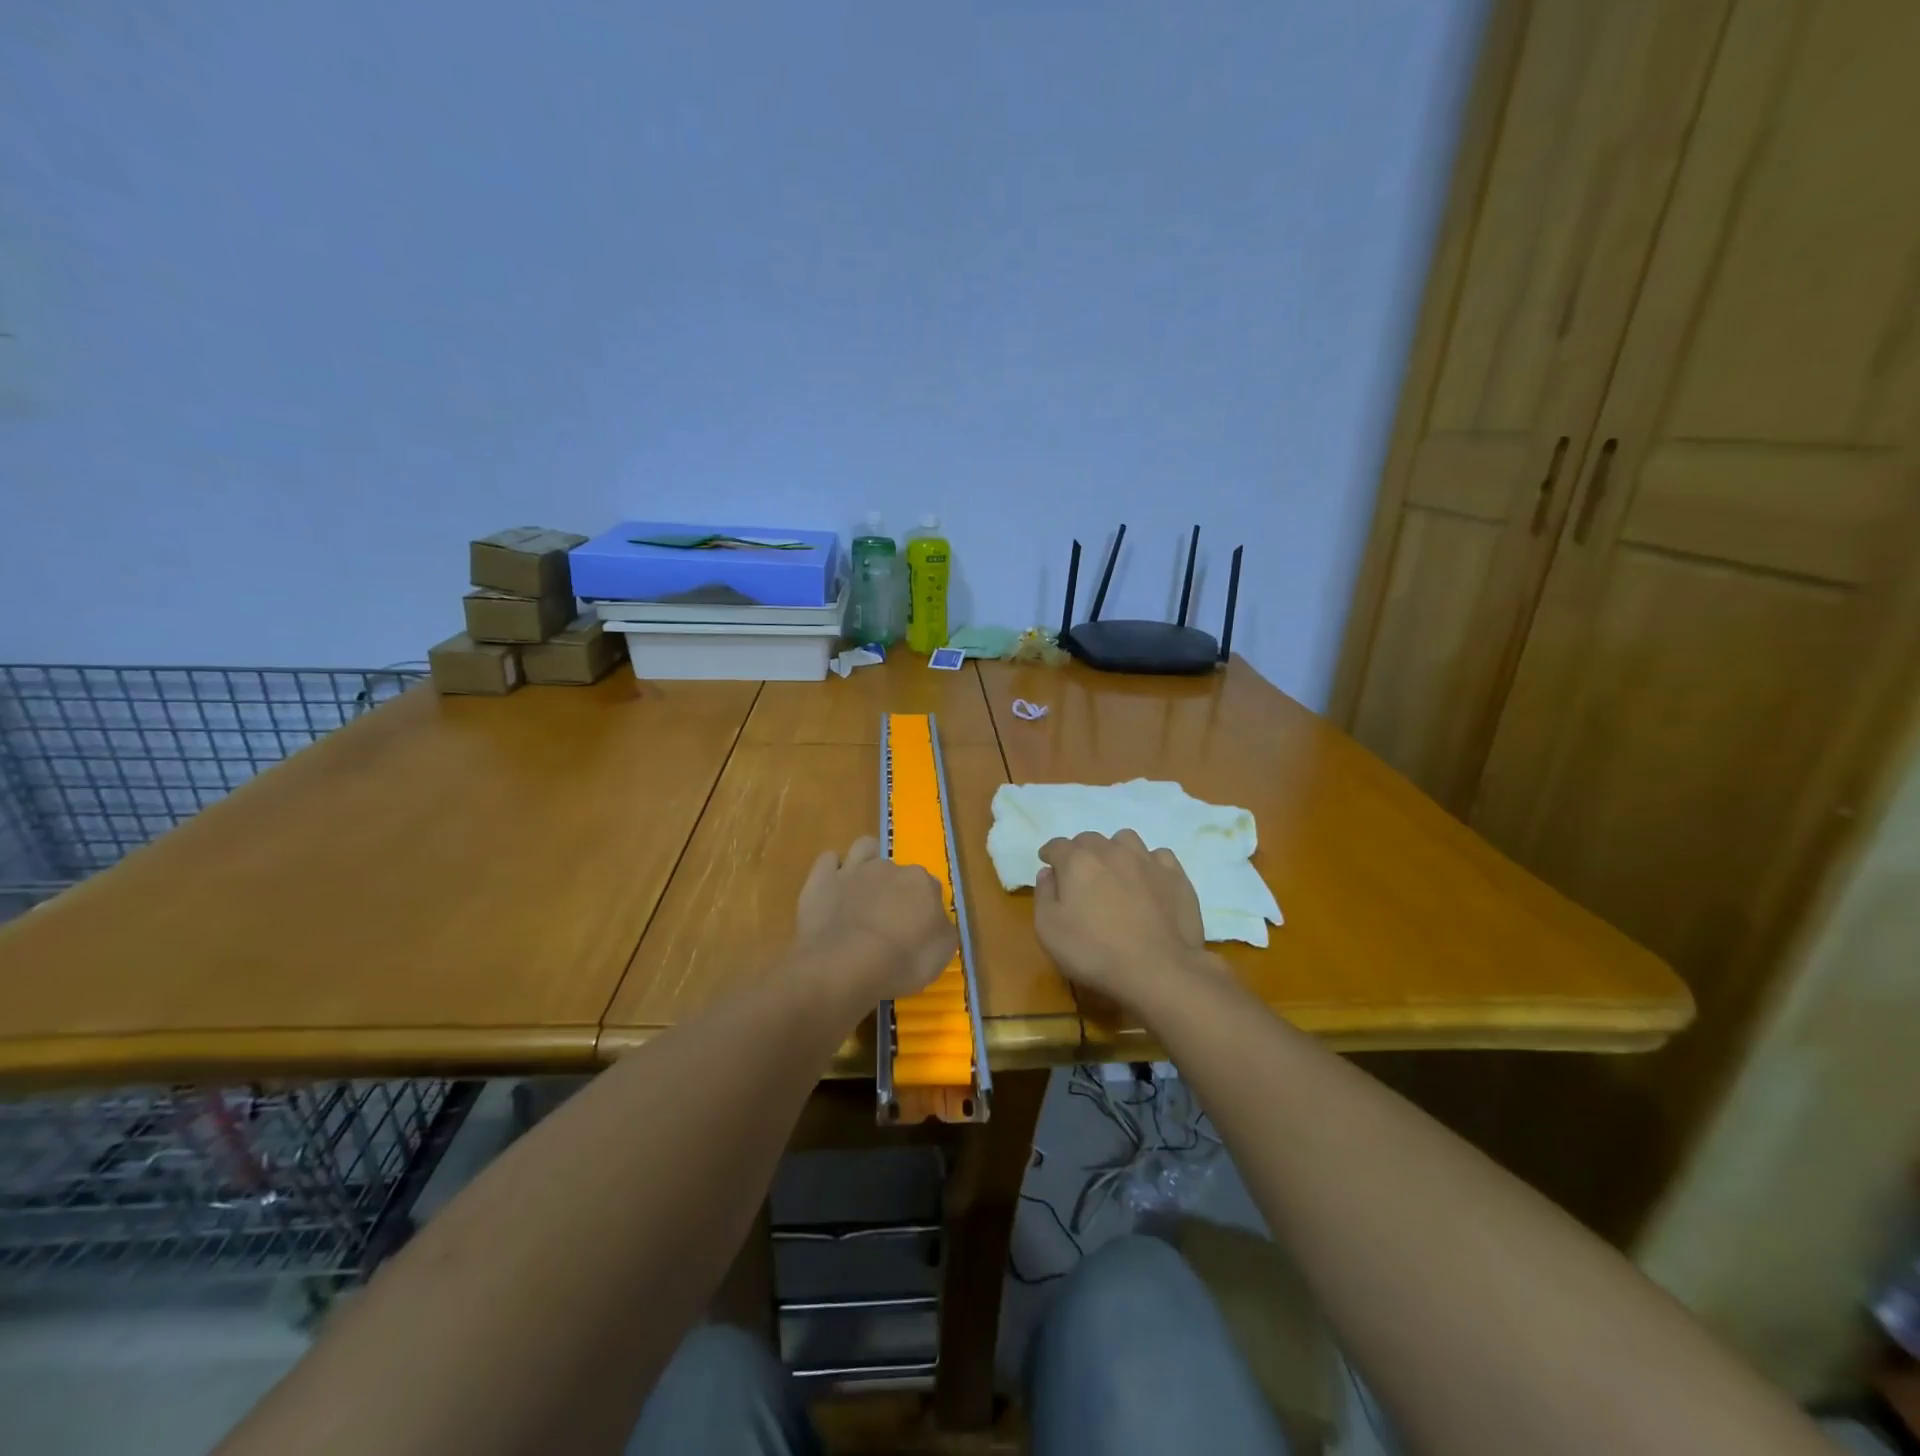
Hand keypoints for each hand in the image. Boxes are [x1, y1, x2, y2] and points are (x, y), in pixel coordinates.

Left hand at [794, 837, 956, 1001]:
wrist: (845, 965)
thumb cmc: (901, 961)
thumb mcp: (941, 953)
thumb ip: (942, 929)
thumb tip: (936, 922)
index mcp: (921, 882)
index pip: (930, 888)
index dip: (924, 908)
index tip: (917, 930)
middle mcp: (889, 867)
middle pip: (897, 871)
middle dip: (894, 888)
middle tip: (888, 920)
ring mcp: (853, 869)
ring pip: (864, 849)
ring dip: (865, 862)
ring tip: (862, 890)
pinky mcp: (821, 879)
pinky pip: (828, 860)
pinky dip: (832, 870)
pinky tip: (832, 888)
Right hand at [1033, 830, 1217, 1006]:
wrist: (1158, 969)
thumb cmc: (1094, 952)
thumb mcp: (1049, 931)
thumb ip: (1043, 895)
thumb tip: (1048, 873)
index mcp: (1077, 861)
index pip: (1057, 845)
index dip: (1050, 854)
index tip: (1048, 864)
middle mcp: (1111, 851)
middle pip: (1090, 839)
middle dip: (1080, 852)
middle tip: (1080, 876)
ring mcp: (1146, 860)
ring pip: (1125, 840)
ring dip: (1114, 851)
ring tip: (1115, 872)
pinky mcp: (1175, 875)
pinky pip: (1158, 856)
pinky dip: (1148, 864)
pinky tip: (1148, 881)